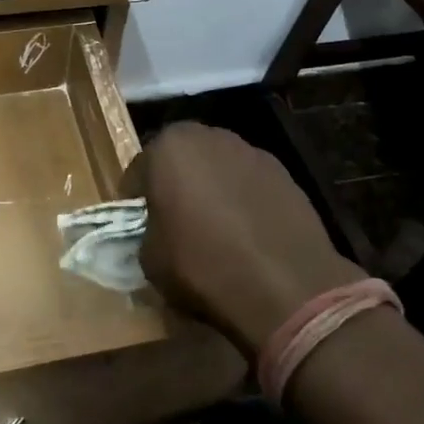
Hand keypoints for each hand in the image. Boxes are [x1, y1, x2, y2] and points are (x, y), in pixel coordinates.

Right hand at [127, 123, 358, 356]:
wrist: (285, 286)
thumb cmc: (202, 265)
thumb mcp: (150, 258)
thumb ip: (147, 231)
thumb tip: (158, 231)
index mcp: (169, 147)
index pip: (140, 170)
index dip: (137, 199)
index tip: (139, 224)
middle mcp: (210, 136)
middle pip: (183, 159)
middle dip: (177, 184)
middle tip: (176, 221)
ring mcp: (252, 152)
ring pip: (219, 168)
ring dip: (213, 189)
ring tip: (215, 228)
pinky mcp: (285, 173)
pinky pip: (250, 184)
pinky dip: (244, 200)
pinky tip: (247, 233)